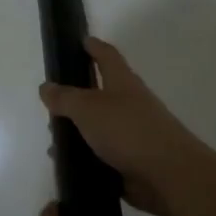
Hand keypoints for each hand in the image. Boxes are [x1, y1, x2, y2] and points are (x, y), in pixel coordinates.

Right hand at [39, 38, 215, 215]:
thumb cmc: (127, 130)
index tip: (81, 40)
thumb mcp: (88, 108)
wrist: (169, 175)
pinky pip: (102, 155)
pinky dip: (85, 157)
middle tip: (52, 105)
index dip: (93, 47)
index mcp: (122, 82)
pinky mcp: (133, 161)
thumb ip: (65, 98)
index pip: (107, 56)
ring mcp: (133, 134)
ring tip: (54, 142)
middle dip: (77, 98)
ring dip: (78, 132)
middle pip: (101, 94)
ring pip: (99, 127)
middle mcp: (130, 104)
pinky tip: (68, 165)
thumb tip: (46, 87)